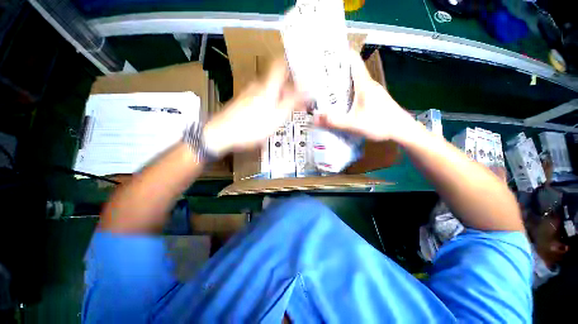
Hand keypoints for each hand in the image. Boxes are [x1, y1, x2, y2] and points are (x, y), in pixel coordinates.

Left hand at [203, 59, 303, 155]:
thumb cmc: (253, 126)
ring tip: (285, 111)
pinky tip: (270, 116)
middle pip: (276, 80)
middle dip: (288, 89)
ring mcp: (248, 93)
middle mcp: (257, 85)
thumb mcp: (277, 116)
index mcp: (267, 86)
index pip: (280, 64)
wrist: (222, 134)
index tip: (301, 71)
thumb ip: (292, 102)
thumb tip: (307, 90)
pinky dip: (269, 103)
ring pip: (269, 90)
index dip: (291, 64)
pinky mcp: (242, 101)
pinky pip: (260, 97)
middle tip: (297, 102)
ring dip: (279, 97)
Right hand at [314, 51, 417, 141]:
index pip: (353, 61)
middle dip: (335, 72)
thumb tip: (315, 119)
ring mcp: (372, 92)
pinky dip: (347, 94)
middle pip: (351, 72)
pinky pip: (357, 92)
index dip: (340, 55)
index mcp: (364, 84)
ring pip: (353, 82)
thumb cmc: (380, 124)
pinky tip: (339, 103)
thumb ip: (334, 122)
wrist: (402, 130)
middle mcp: (368, 84)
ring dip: (340, 84)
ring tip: (325, 90)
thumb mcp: (354, 124)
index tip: (326, 57)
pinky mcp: (373, 99)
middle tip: (319, 78)